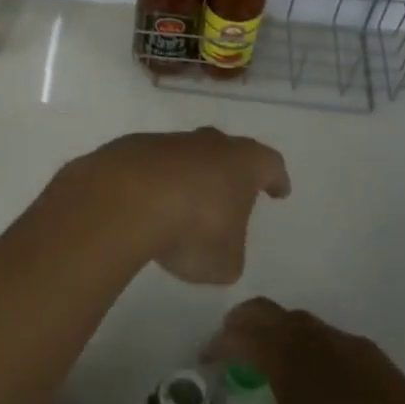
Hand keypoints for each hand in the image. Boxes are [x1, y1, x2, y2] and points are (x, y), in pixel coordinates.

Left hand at [47, 128, 289, 284]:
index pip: (270, 164)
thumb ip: (228, 253)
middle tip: (231, 193)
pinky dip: (152, 183)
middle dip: (229, 172)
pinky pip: (149, 166)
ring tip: (182, 207)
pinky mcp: (130, 148)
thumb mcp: (225, 261)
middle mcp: (208, 144)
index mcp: (243, 163)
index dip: (276, 179)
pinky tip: (145, 207)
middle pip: (226, 150)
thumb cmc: (193, 230)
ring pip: (185, 156)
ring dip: (186, 177)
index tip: (279, 191)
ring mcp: (167, 142)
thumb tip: (217, 248)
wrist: (125, 200)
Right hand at [204, 298, 404, 403]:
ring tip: (269, 348)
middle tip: (230, 336)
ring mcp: (330, 334)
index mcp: (276, 352)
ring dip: (272, 325)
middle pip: (260, 310)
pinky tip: (312, 364)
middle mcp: (299, 333)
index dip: (217, 345)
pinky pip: (318, 332)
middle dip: (239, 320)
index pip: (236, 338)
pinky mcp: (356, 343)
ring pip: (290, 316)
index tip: (207, 356)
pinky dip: (302, 340)